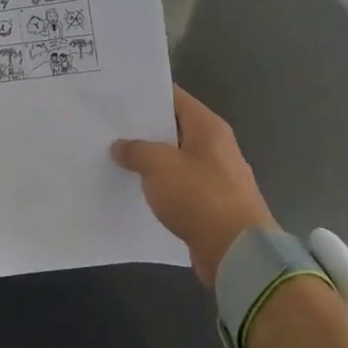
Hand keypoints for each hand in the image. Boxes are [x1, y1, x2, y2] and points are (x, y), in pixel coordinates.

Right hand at [111, 86, 276, 287]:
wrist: (238, 252)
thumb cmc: (200, 197)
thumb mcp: (159, 166)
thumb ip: (136, 150)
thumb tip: (120, 146)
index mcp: (208, 127)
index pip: (174, 97)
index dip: (146, 95)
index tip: (117, 96)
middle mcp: (215, 146)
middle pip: (174, 128)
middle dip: (143, 129)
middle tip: (109, 128)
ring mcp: (216, 176)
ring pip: (175, 159)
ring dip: (150, 160)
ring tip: (116, 158)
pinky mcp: (212, 204)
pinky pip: (180, 186)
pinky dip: (161, 186)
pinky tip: (136, 190)